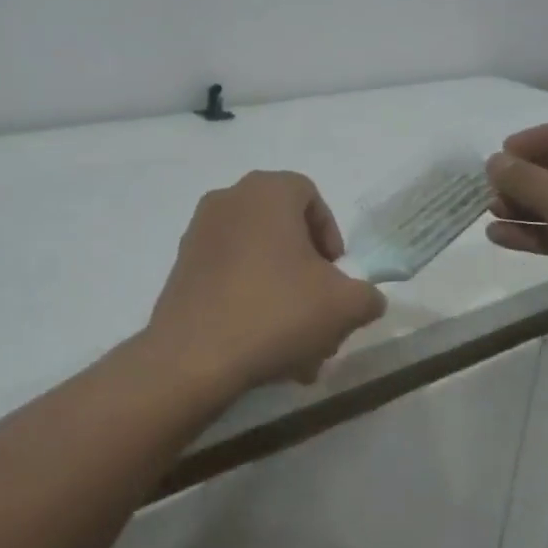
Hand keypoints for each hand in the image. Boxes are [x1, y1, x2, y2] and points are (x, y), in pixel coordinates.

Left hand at [147, 171, 386, 392]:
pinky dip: (251, 303)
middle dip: (308, 275)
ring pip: (258, 261)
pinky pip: (229, 278)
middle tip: (320, 315)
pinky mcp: (181, 269)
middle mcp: (228, 201)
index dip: (331, 235)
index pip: (310, 196)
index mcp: (266, 192)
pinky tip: (264, 349)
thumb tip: (365, 298)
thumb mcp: (343, 306)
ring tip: (298, 349)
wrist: (194, 356)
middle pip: (283, 233)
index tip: (336, 275)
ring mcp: (199, 235)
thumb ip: (366, 295)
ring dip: (283, 297)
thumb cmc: (276, 312)